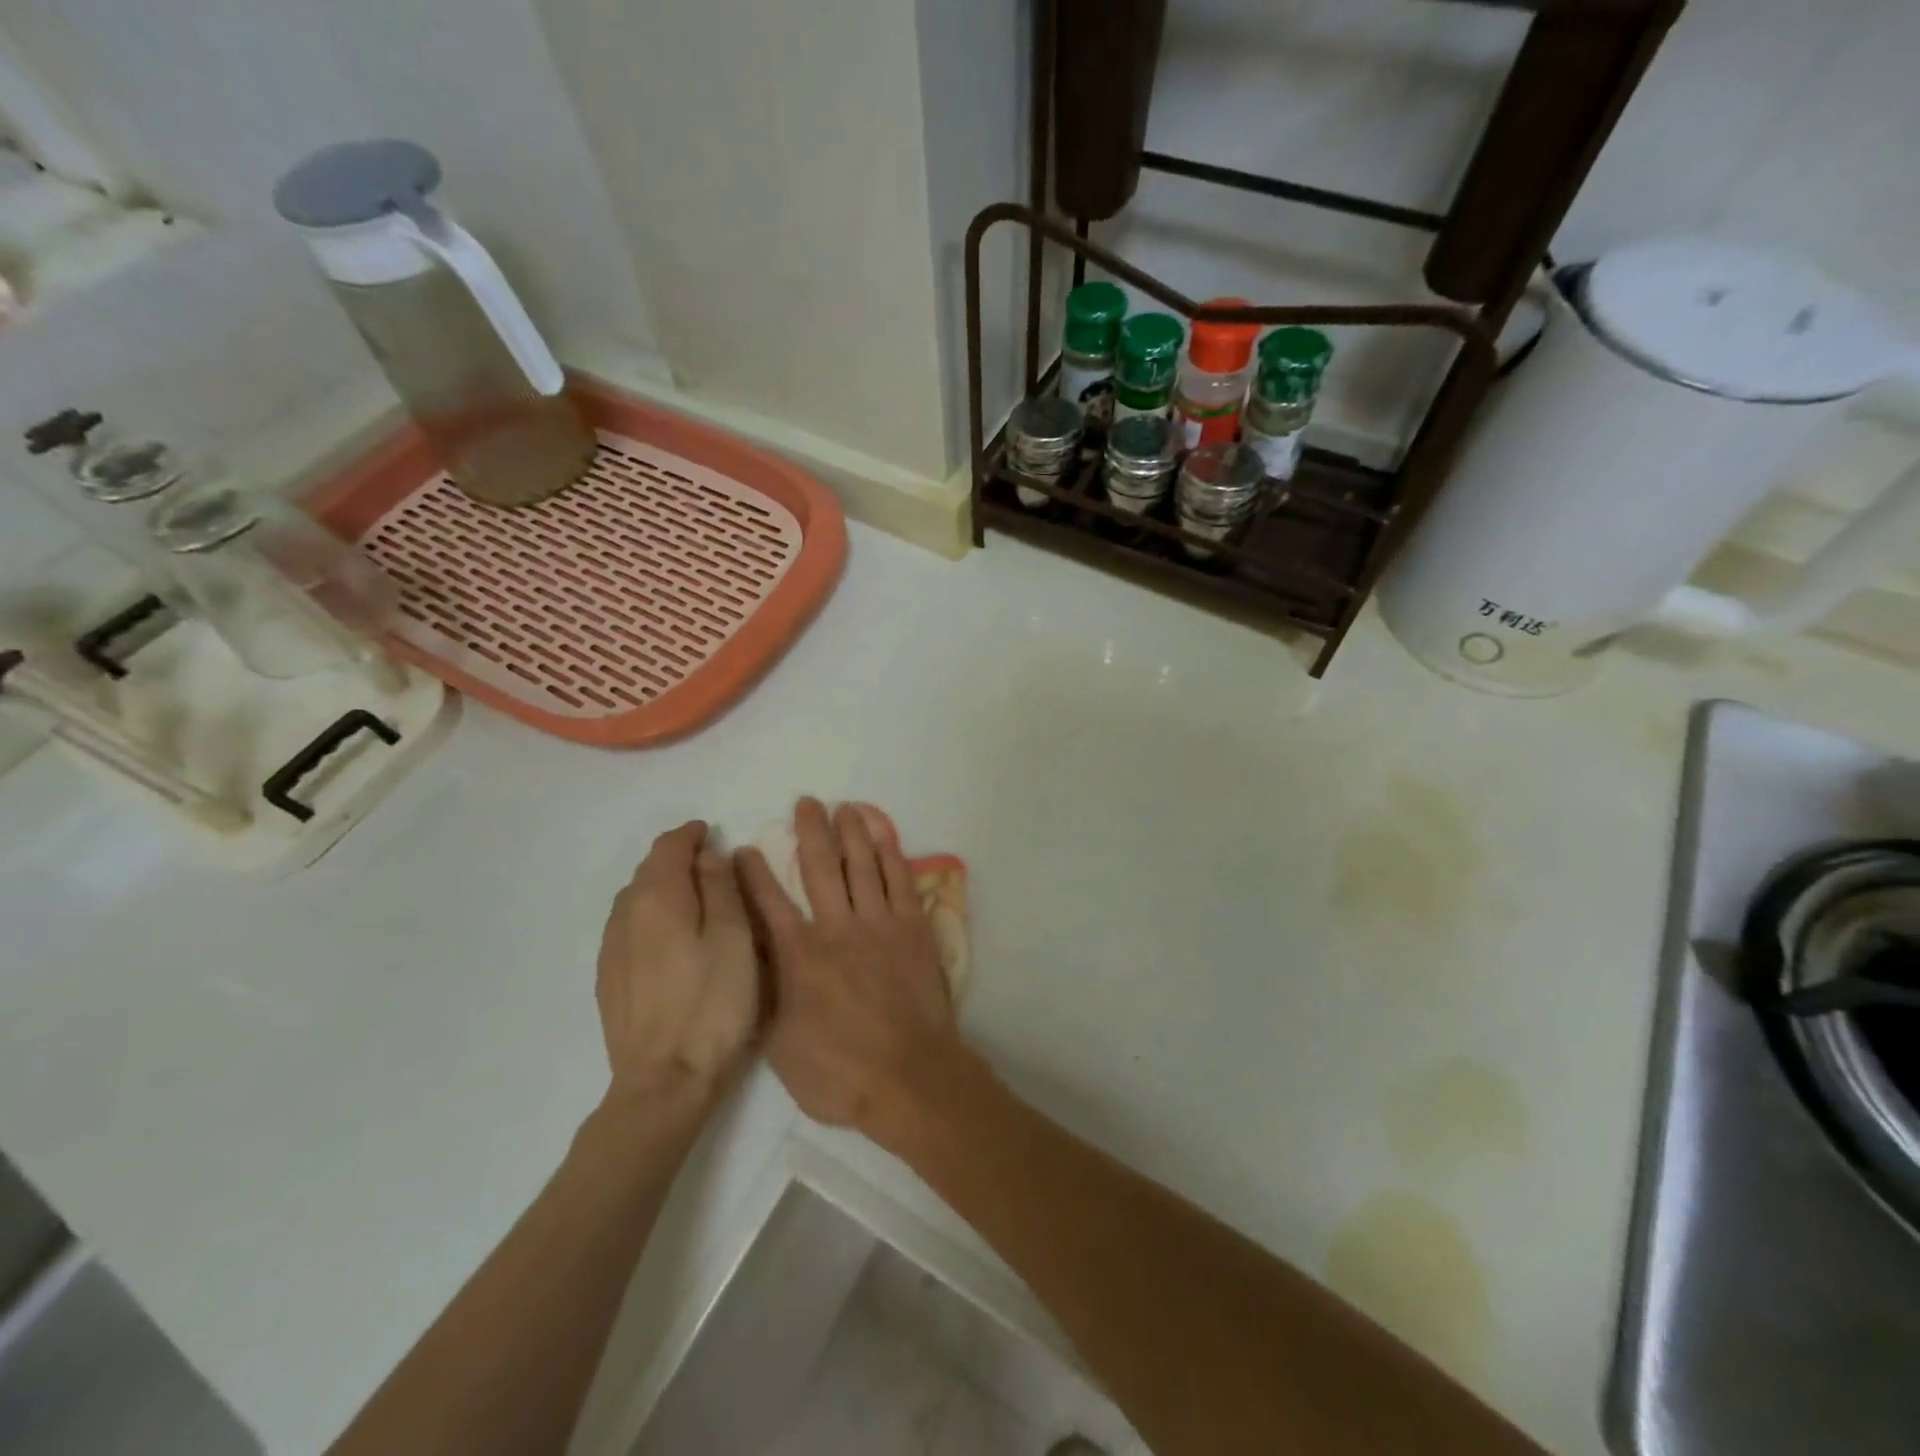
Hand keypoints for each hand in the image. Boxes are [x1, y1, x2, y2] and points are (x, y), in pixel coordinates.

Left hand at [596, 821, 758, 1107]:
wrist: (665, 1080)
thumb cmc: (713, 1002)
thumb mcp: (735, 936)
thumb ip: (720, 887)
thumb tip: (707, 855)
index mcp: (657, 897)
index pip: (668, 847)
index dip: (690, 835)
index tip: (710, 833)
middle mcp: (624, 914)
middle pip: (648, 870)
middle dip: (676, 859)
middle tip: (709, 865)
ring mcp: (611, 949)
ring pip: (634, 899)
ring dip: (661, 887)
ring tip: (692, 899)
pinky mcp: (608, 979)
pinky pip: (628, 927)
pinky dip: (649, 916)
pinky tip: (669, 937)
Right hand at [736, 799, 959, 1137]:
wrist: (910, 1079)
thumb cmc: (839, 1073)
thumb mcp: (779, 1046)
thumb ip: (763, 995)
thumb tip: (749, 959)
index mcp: (799, 957)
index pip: (768, 903)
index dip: (753, 873)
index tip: (742, 848)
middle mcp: (837, 928)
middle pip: (820, 867)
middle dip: (809, 832)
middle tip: (805, 803)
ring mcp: (879, 923)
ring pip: (861, 864)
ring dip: (851, 831)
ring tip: (843, 806)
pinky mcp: (913, 927)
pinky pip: (899, 878)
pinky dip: (890, 850)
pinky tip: (883, 832)